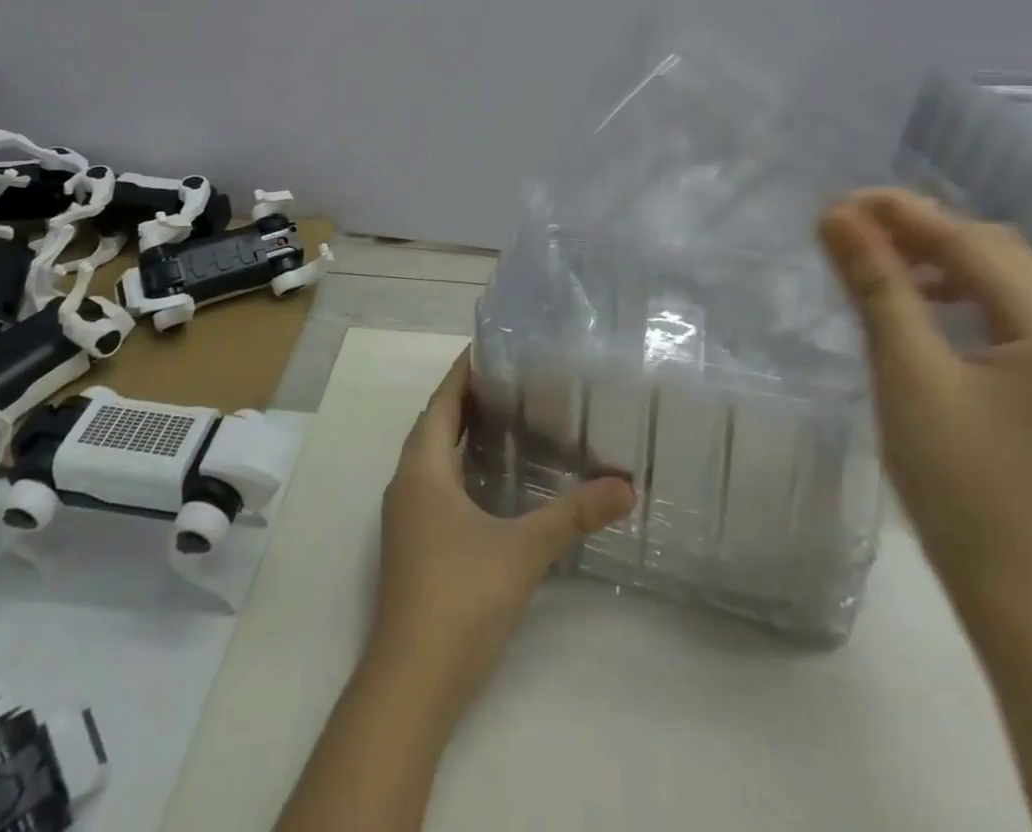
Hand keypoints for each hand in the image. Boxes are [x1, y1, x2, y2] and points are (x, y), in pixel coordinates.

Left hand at [371, 353, 634, 709]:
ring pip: (433, 457)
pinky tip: (493, 483)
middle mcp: (406, 482)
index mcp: (422, 467)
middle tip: (513, 379)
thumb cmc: (460, 597)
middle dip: (468, 399)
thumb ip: (573, 515)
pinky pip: (435, 485)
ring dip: (462, 435)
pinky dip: (460, 468)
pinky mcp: (413, 545)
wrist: (411, 683)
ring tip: (508, 420)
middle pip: (436, 424)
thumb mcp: (523, 550)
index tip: (493, 347)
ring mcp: (405, 517)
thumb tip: (626, 486)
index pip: (442, 401)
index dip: (463, 372)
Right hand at [818, 189, 1031, 597]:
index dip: (900, 214)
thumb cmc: (956, 474)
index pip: (967, 241)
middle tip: (855, 232)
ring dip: (946, 255)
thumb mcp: (906, 370)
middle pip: (995, 247)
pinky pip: (1010, 303)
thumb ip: (877, 285)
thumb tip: (836, 216)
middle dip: (923, 229)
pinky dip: (963, 286)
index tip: (837, 201)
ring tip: (889, 263)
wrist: (1012, 577)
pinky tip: (924, 304)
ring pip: (1007, 272)